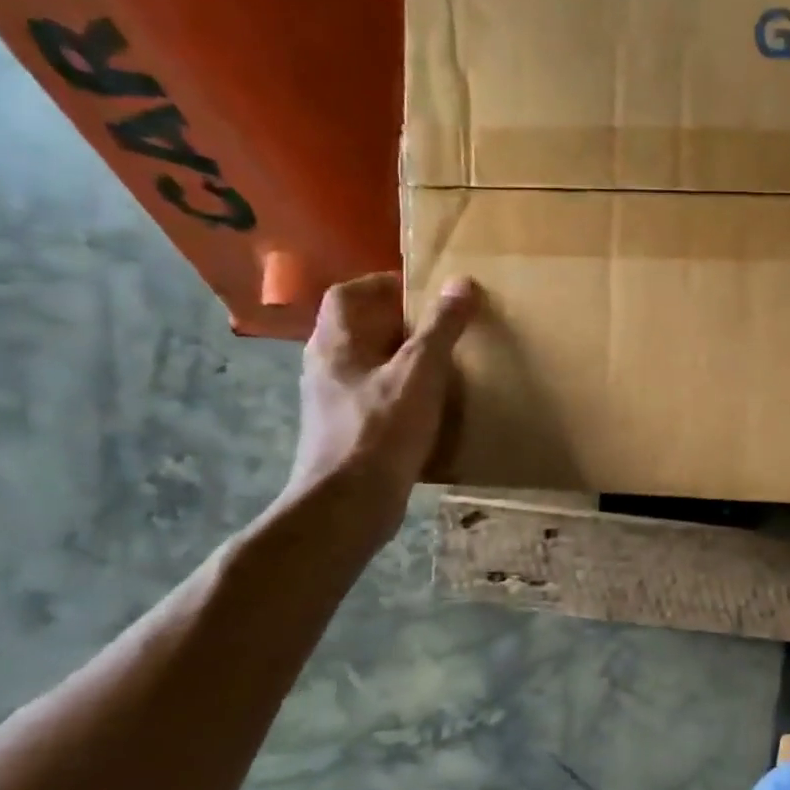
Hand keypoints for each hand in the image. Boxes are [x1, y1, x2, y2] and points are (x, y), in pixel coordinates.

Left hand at [281, 273, 478, 543]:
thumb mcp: (420, 372)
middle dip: (402, 322)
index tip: (424, 290)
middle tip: (446, 325)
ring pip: (371, 365)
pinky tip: (434, 405)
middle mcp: (326, 367)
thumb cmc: (381, 430)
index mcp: (334, 344)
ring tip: (447, 362)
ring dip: (405, 358)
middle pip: (361, 328)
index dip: (383, 285)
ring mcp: (334, 402)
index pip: (348, 294)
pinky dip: (405, 391)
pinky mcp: (349, 432)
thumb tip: (463, 283)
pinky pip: (378, 396)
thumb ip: (441, 327)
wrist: (348, 506)